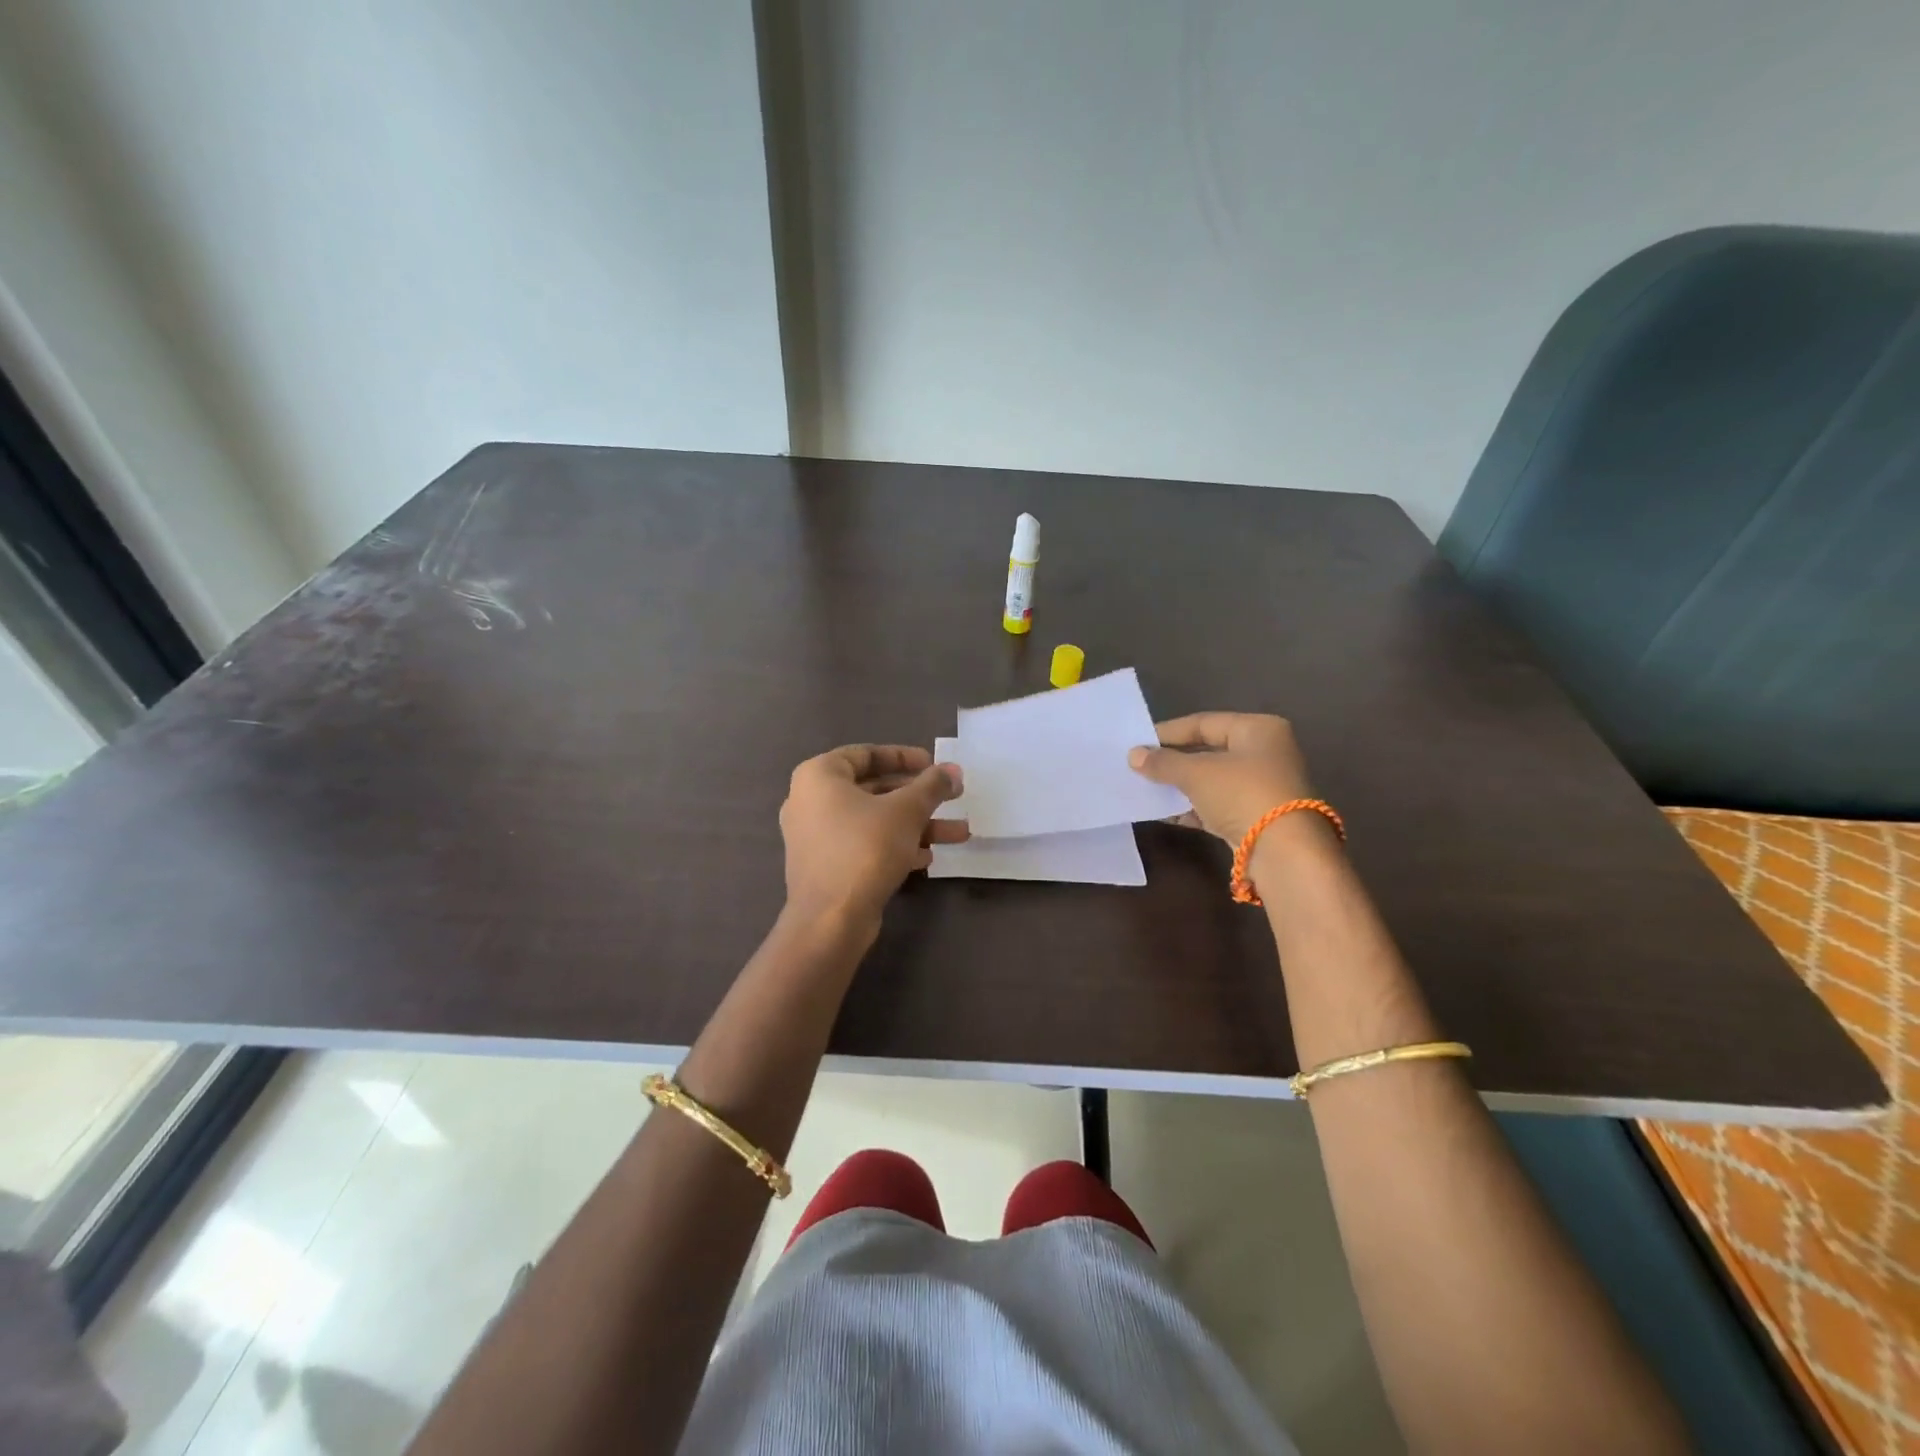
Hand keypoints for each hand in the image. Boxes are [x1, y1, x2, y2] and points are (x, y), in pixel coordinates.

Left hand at [779, 745, 965, 934]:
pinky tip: (926, 859)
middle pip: (873, 789)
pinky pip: (863, 845)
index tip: (934, 764)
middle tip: (952, 796)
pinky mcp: (825, 867)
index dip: (904, 756)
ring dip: (916, 825)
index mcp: (819, 776)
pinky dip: (894, 846)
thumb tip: (953, 771)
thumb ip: (932, 786)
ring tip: (958, 834)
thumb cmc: (865, 849)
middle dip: (918, 796)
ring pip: (873, 821)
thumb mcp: (906, 810)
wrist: (831, 920)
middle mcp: (809, 801)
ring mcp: (815, 837)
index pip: (865, 754)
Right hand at [1128, 713, 1314, 846]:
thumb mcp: (1196, 773)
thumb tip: (1133, 755)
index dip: (1168, 732)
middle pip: (1208, 751)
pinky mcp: (1257, 817)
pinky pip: (1217, 805)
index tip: (1137, 743)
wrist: (1284, 853)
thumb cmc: (1242, 794)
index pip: (1204, 723)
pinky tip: (1165, 813)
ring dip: (1180, 786)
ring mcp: (1263, 787)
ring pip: (1212, 780)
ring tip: (1146, 789)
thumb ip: (1163, 762)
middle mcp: (1265, 753)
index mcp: (1258, 729)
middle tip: (1139, 766)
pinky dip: (1192, 807)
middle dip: (1173, 761)